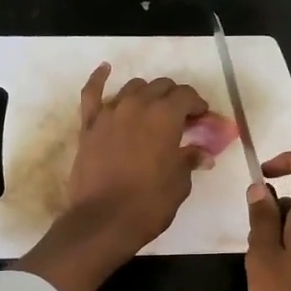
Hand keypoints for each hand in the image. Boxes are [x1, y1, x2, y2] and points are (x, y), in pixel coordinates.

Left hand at [64, 63, 215, 252]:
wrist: (102, 221)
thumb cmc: (149, 204)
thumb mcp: (179, 183)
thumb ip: (189, 160)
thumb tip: (202, 154)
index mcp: (164, 116)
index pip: (186, 96)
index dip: (198, 105)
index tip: (202, 119)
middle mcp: (137, 105)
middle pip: (160, 87)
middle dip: (175, 98)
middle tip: (181, 118)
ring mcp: (109, 113)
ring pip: (132, 88)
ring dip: (146, 94)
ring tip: (152, 109)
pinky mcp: (88, 126)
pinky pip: (91, 94)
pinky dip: (99, 79)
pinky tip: (105, 69)